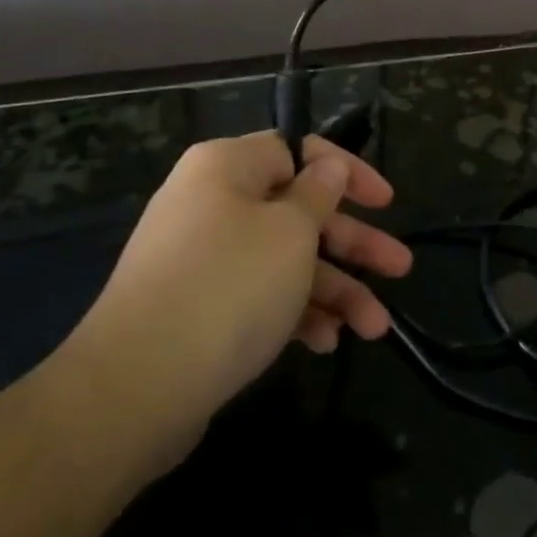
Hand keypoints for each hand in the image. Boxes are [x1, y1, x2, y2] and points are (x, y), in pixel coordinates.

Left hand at [60, 133, 411, 441]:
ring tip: (376, 328)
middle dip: (353, 243)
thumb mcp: (291, 232)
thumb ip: (318, 194)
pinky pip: (257, 295)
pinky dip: (294, 314)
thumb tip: (327, 166)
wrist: (136, 386)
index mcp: (227, 168)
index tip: (386, 202)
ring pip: (284, 260)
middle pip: (298, 211)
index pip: (297, 150)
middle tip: (400, 267)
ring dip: (334, 290)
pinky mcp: (197, 307)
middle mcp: (211, 203)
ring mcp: (201, 258)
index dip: (347, 172)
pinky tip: (325, 343)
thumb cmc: (229, 287)